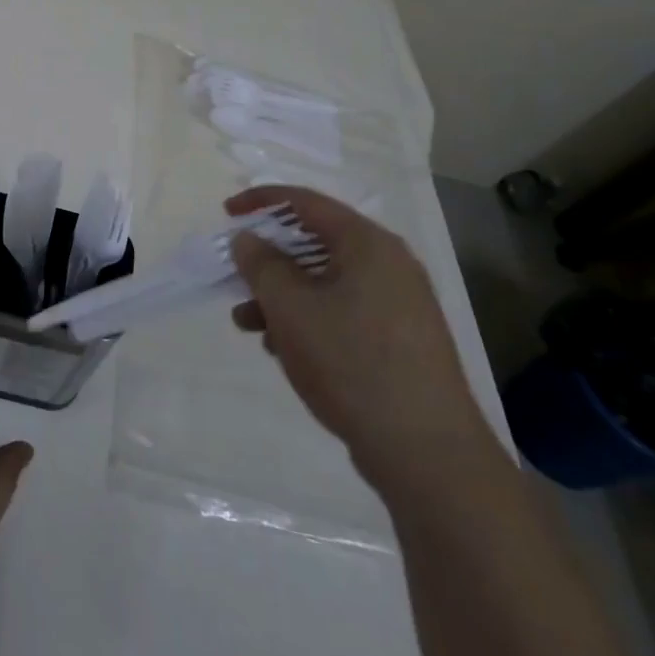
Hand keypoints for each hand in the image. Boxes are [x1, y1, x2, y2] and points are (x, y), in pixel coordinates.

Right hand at [227, 186, 497, 495]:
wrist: (427, 454)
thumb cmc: (351, 362)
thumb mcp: (291, 308)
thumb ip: (261, 264)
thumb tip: (248, 239)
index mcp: (368, 244)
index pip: (306, 202)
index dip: (260, 201)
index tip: (226, 214)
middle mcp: (389, 265)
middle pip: (315, 243)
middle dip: (268, 261)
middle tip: (236, 278)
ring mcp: (399, 304)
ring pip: (325, 282)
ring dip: (282, 296)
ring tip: (248, 325)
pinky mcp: (400, 341)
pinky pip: (343, 311)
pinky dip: (309, 319)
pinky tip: (284, 350)